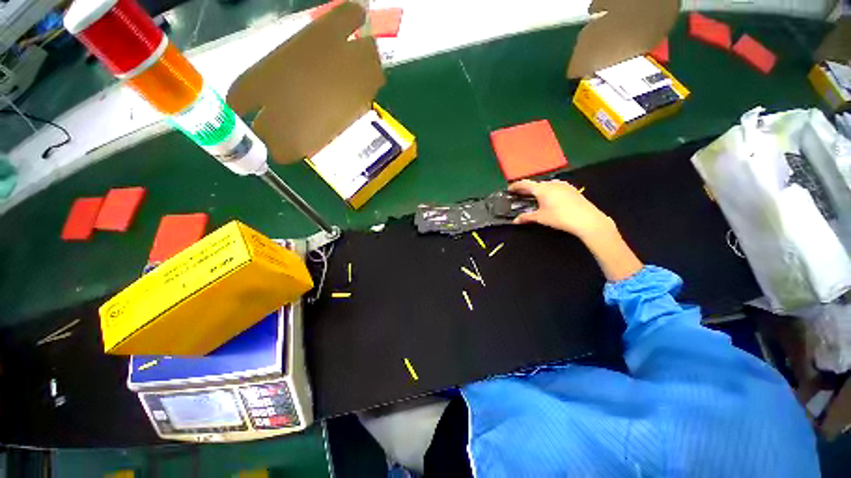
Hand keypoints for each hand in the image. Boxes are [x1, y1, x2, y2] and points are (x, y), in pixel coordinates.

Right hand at [508, 179, 614, 240]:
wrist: (587, 219)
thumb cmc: (560, 217)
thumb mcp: (541, 218)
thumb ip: (527, 217)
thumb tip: (515, 220)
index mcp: (542, 189)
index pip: (525, 184)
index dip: (515, 186)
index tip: (509, 189)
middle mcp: (552, 183)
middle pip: (535, 184)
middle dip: (527, 189)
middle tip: (520, 195)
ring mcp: (563, 185)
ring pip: (546, 185)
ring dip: (538, 190)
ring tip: (534, 197)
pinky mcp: (571, 189)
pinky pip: (555, 187)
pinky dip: (548, 191)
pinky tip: (550, 199)